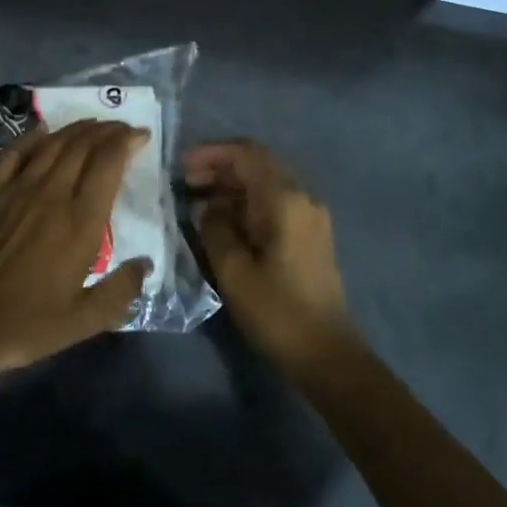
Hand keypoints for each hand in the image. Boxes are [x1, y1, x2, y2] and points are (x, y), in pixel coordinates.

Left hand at [0, 120, 152, 385]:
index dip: (127, 142)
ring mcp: (16, 190)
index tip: (141, 136)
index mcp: (80, 222)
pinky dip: (31, 137)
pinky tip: (42, 130)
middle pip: (82, 146)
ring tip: (92, 124)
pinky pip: (13, 154)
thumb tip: (145, 264)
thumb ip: (121, 290)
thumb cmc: (28, 324)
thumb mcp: (85, 320)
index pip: (108, 164)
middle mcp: (51, 195)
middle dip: (106, 131)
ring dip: (75, 130)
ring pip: (51, 145)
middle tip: (121, 128)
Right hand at [185, 140, 354, 372]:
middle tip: (185, 183)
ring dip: (232, 186)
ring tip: (197, 202)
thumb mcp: (233, 270)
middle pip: (258, 164)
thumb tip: (208, 209)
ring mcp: (310, 216)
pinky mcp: (309, 235)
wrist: (326, 353)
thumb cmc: (276, 311)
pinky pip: (274, 203)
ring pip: (266, 184)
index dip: (211, 153)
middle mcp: (302, 198)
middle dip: (220, 168)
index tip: (181, 166)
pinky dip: (246, 203)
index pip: (247, 154)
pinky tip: (223, 221)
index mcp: (285, 200)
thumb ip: (215, 228)